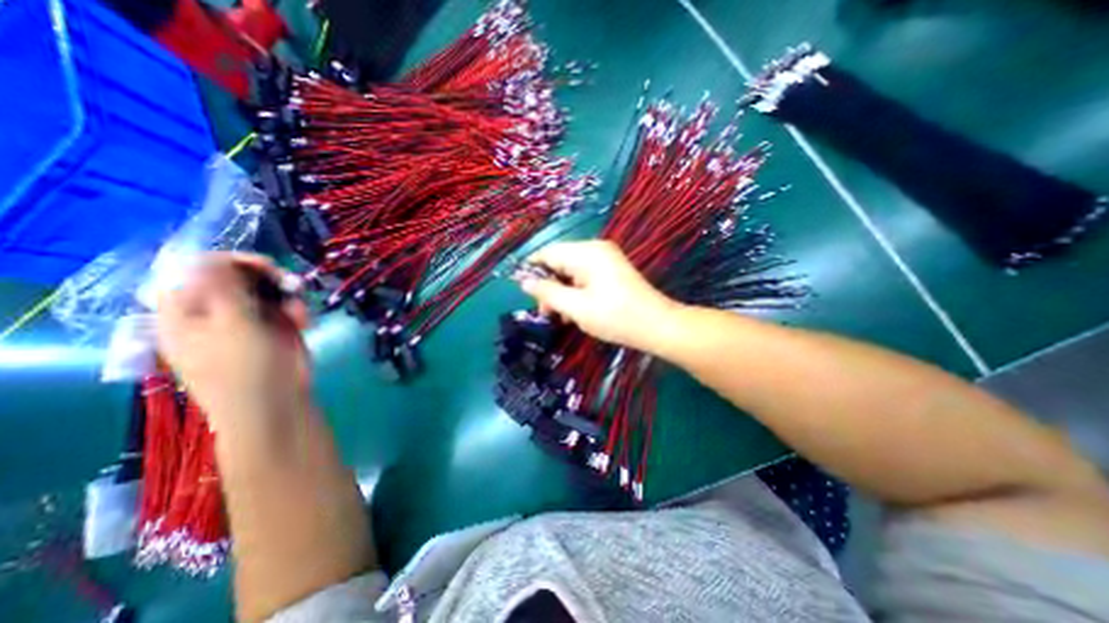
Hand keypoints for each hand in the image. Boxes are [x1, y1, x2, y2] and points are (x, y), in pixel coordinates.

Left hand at [153, 252, 310, 431]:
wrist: (276, 402)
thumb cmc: (243, 368)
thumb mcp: (232, 326)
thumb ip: (223, 289)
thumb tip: (210, 257)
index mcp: (186, 311)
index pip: (197, 269)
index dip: (229, 262)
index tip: (264, 266)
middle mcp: (215, 311)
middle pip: (237, 276)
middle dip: (266, 277)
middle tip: (289, 283)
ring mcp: (247, 319)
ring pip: (267, 289)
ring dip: (287, 295)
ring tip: (299, 313)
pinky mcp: (275, 327)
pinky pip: (286, 305)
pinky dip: (297, 309)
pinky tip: (303, 322)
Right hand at [523, 241, 686, 352]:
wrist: (658, 326)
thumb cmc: (615, 317)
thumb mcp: (576, 307)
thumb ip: (548, 292)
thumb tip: (524, 281)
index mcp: (586, 252)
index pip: (548, 253)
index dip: (532, 270)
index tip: (524, 293)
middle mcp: (595, 249)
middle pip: (559, 262)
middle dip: (549, 286)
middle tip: (546, 313)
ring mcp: (605, 259)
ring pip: (570, 272)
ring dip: (562, 293)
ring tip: (560, 317)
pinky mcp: (611, 271)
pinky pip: (584, 277)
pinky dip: (575, 293)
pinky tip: (575, 312)